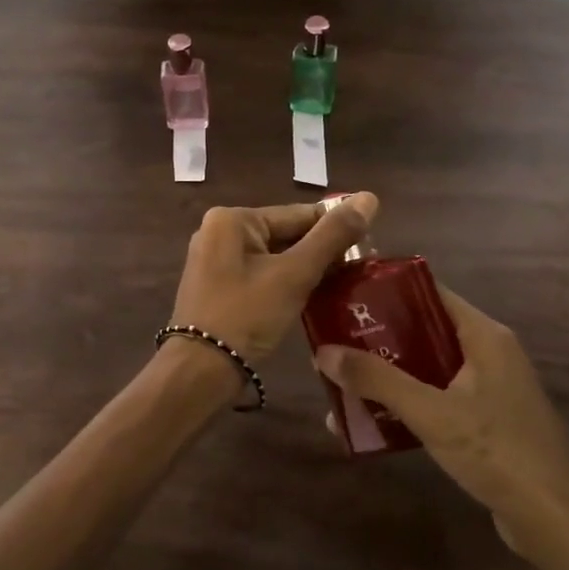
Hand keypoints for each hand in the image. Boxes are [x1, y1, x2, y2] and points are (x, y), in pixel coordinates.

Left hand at [169, 193, 379, 365]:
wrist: (199, 371)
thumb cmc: (246, 315)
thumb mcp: (294, 274)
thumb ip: (332, 236)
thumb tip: (369, 197)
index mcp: (232, 219)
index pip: (298, 214)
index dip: (336, 229)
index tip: (369, 247)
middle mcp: (218, 231)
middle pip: (285, 234)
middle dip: (320, 252)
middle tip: (359, 271)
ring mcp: (214, 260)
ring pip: (274, 256)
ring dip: (304, 270)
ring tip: (343, 285)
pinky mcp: (216, 286)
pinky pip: (259, 274)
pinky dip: (284, 283)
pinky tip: (310, 298)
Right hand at [314, 287, 568, 569]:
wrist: (556, 523)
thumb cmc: (497, 453)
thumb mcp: (431, 413)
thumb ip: (377, 380)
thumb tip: (323, 351)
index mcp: (483, 335)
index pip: (429, 292)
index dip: (386, 290)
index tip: (343, 294)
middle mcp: (487, 353)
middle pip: (423, 330)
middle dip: (376, 338)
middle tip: (332, 341)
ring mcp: (488, 388)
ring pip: (426, 367)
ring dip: (386, 375)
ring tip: (341, 381)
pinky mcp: (484, 420)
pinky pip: (436, 397)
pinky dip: (405, 403)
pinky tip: (371, 420)